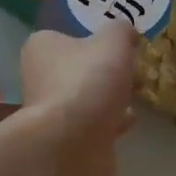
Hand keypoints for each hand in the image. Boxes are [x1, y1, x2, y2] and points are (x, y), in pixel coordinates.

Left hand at [18, 26, 137, 175]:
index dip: (93, 38)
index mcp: (41, 48)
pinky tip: (129, 119)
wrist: (71, 144)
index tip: (119, 43)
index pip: (66, 36)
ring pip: (84, 98)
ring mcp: (50, 112)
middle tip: (131, 69)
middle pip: (77, 68)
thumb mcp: (113, 41)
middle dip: (103, 70)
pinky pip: (92, 125)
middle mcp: (39, 77)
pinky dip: (109, 121)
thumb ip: (121, 31)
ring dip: (108, 97)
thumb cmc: (87, 81)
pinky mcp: (64, 141)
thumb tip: (126, 31)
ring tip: (136, 93)